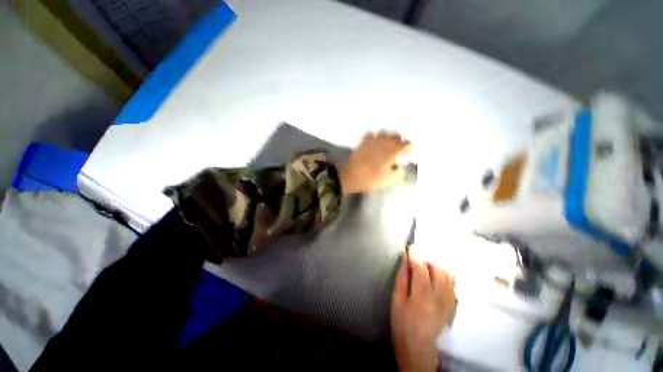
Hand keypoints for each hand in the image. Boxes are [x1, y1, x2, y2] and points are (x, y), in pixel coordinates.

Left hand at [339, 132, 410, 194]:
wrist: (351, 175)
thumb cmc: (370, 179)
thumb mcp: (388, 180)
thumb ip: (398, 173)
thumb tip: (400, 167)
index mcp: (393, 151)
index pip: (406, 144)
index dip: (409, 148)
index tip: (408, 153)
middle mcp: (384, 142)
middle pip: (397, 136)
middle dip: (400, 141)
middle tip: (399, 148)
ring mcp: (373, 140)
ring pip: (385, 132)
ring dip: (389, 136)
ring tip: (388, 143)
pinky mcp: (363, 141)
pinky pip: (372, 133)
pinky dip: (376, 136)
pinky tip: (375, 141)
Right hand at [391, 253, 455, 371]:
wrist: (419, 349)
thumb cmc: (402, 324)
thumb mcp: (396, 300)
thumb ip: (402, 278)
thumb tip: (405, 259)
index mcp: (422, 297)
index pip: (421, 268)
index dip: (416, 255)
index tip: (411, 247)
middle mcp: (439, 298)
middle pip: (438, 269)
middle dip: (427, 259)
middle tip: (417, 258)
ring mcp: (449, 303)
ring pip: (449, 275)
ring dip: (437, 266)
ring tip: (427, 266)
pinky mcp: (453, 306)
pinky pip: (453, 285)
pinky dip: (445, 276)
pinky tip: (436, 278)